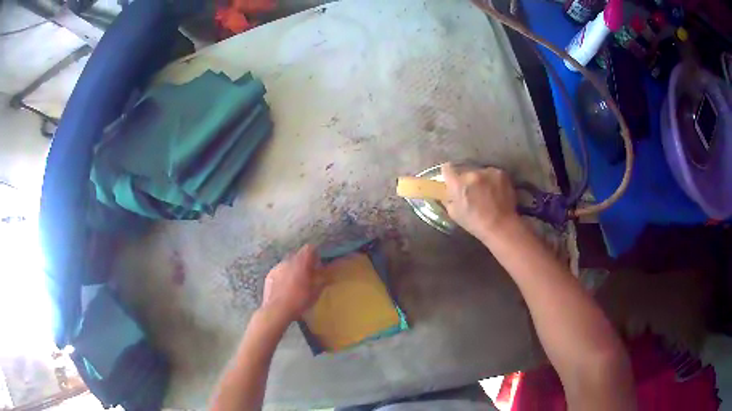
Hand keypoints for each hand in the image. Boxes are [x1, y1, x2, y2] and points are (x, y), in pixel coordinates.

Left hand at [261, 245, 323, 322]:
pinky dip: (284, 275)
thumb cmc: (299, 301)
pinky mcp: (269, 275)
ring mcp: (277, 267)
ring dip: (293, 269)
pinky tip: (285, 287)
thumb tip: (328, 276)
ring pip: (287, 263)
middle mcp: (288, 261)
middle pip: (297, 255)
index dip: (314, 254)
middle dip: (303, 262)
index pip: (309, 249)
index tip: (318, 262)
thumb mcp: (315, 293)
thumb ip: (322, 281)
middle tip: (308, 274)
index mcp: (300, 263)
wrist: (276, 310)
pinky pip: (279, 271)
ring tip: (296, 282)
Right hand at [441, 163, 519, 239]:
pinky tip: (496, 192)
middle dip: (466, 179)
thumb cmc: (475, 223)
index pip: (447, 168)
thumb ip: (448, 198)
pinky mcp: (501, 173)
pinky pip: (492, 173)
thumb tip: (447, 190)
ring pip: (479, 171)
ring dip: (480, 179)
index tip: (451, 180)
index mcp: (457, 184)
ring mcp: (488, 172)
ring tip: (486, 192)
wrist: (501, 226)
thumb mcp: (454, 213)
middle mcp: (472, 173)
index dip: (448, 174)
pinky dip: (492, 180)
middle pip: (465, 170)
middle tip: (471, 191)